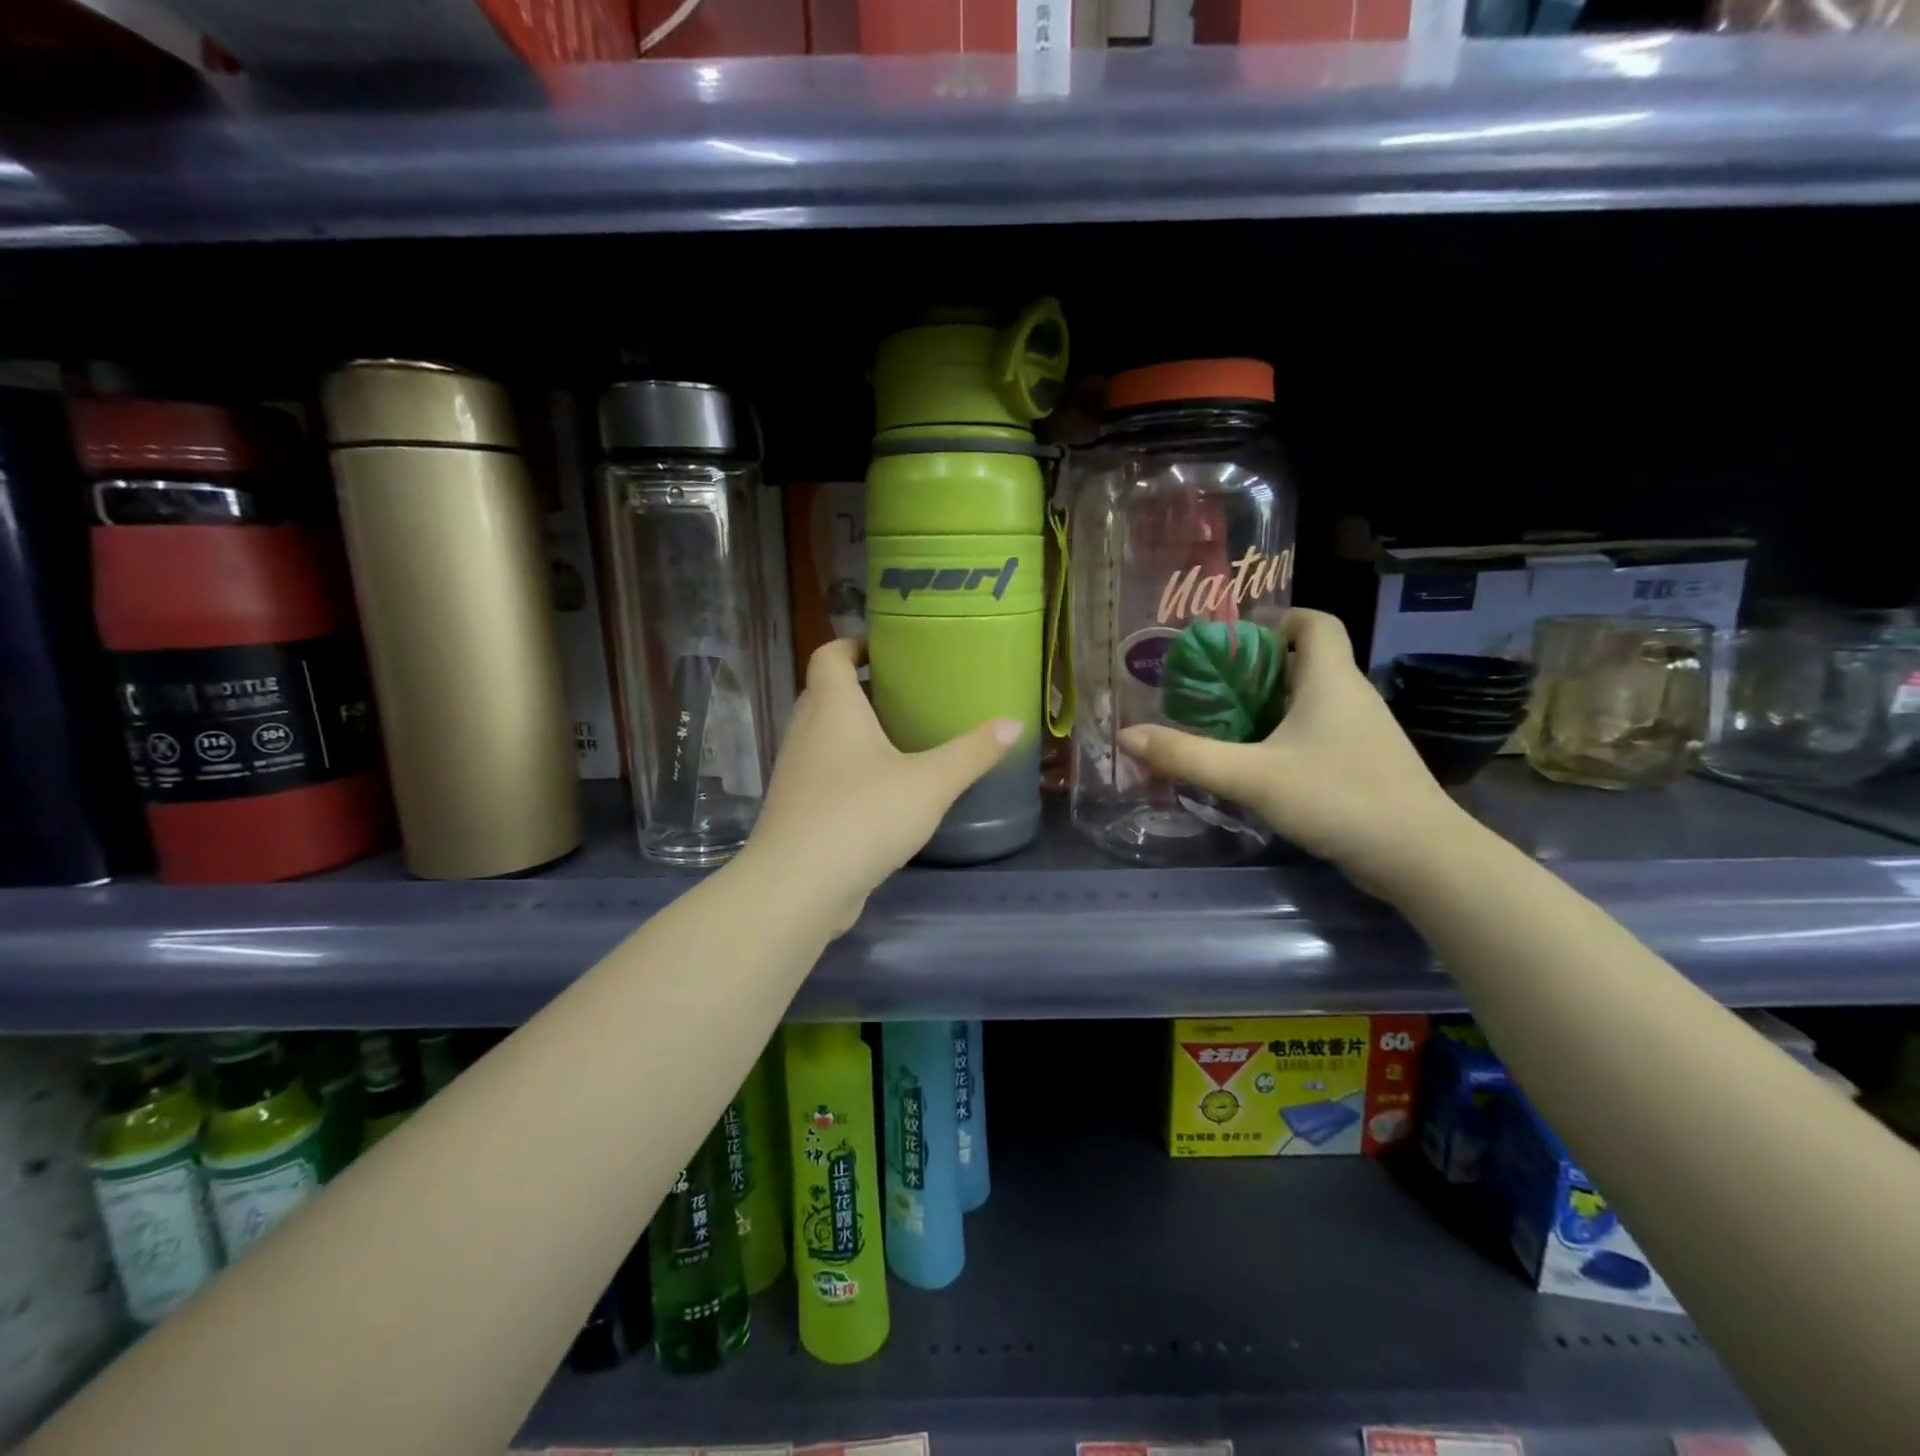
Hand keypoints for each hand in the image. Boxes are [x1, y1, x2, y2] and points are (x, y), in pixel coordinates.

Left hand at [744, 638, 1022, 934]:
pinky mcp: (796, 810)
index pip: (829, 655)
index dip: (853, 644)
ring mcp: (795, 773)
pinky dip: (846, 770)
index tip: (885, 649)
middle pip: (824, 693)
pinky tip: (880, 792)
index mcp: (832, 709)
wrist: (797, 887)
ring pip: (821, 737)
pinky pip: (822, 774)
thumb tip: (1014, 723)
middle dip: (859, 689)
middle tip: (904, 694)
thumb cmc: (863, 815)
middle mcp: (805, 732)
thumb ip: (972, 752)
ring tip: (898, 740)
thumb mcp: (930, 783)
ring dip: (852, 732)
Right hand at [1117, 609, 1463, 895]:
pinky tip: (1257, 766)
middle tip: (1208, 688)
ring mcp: (1362, 733)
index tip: (1234, 640)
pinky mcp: (1364, 765)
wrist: (1420, 857)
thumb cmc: (1338, 797)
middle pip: (1304, 661)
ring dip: (1268, 706)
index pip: (1315, 622)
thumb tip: (1127, 736)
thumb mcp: (1252, 776)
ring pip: (1310, 701)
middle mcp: (1351, 696)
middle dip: (1256, 669)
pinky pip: (1318, 734)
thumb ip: (1188, 756)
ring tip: (1221, 725)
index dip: (1277, 620)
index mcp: (1330, 679)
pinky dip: (1285, 737)